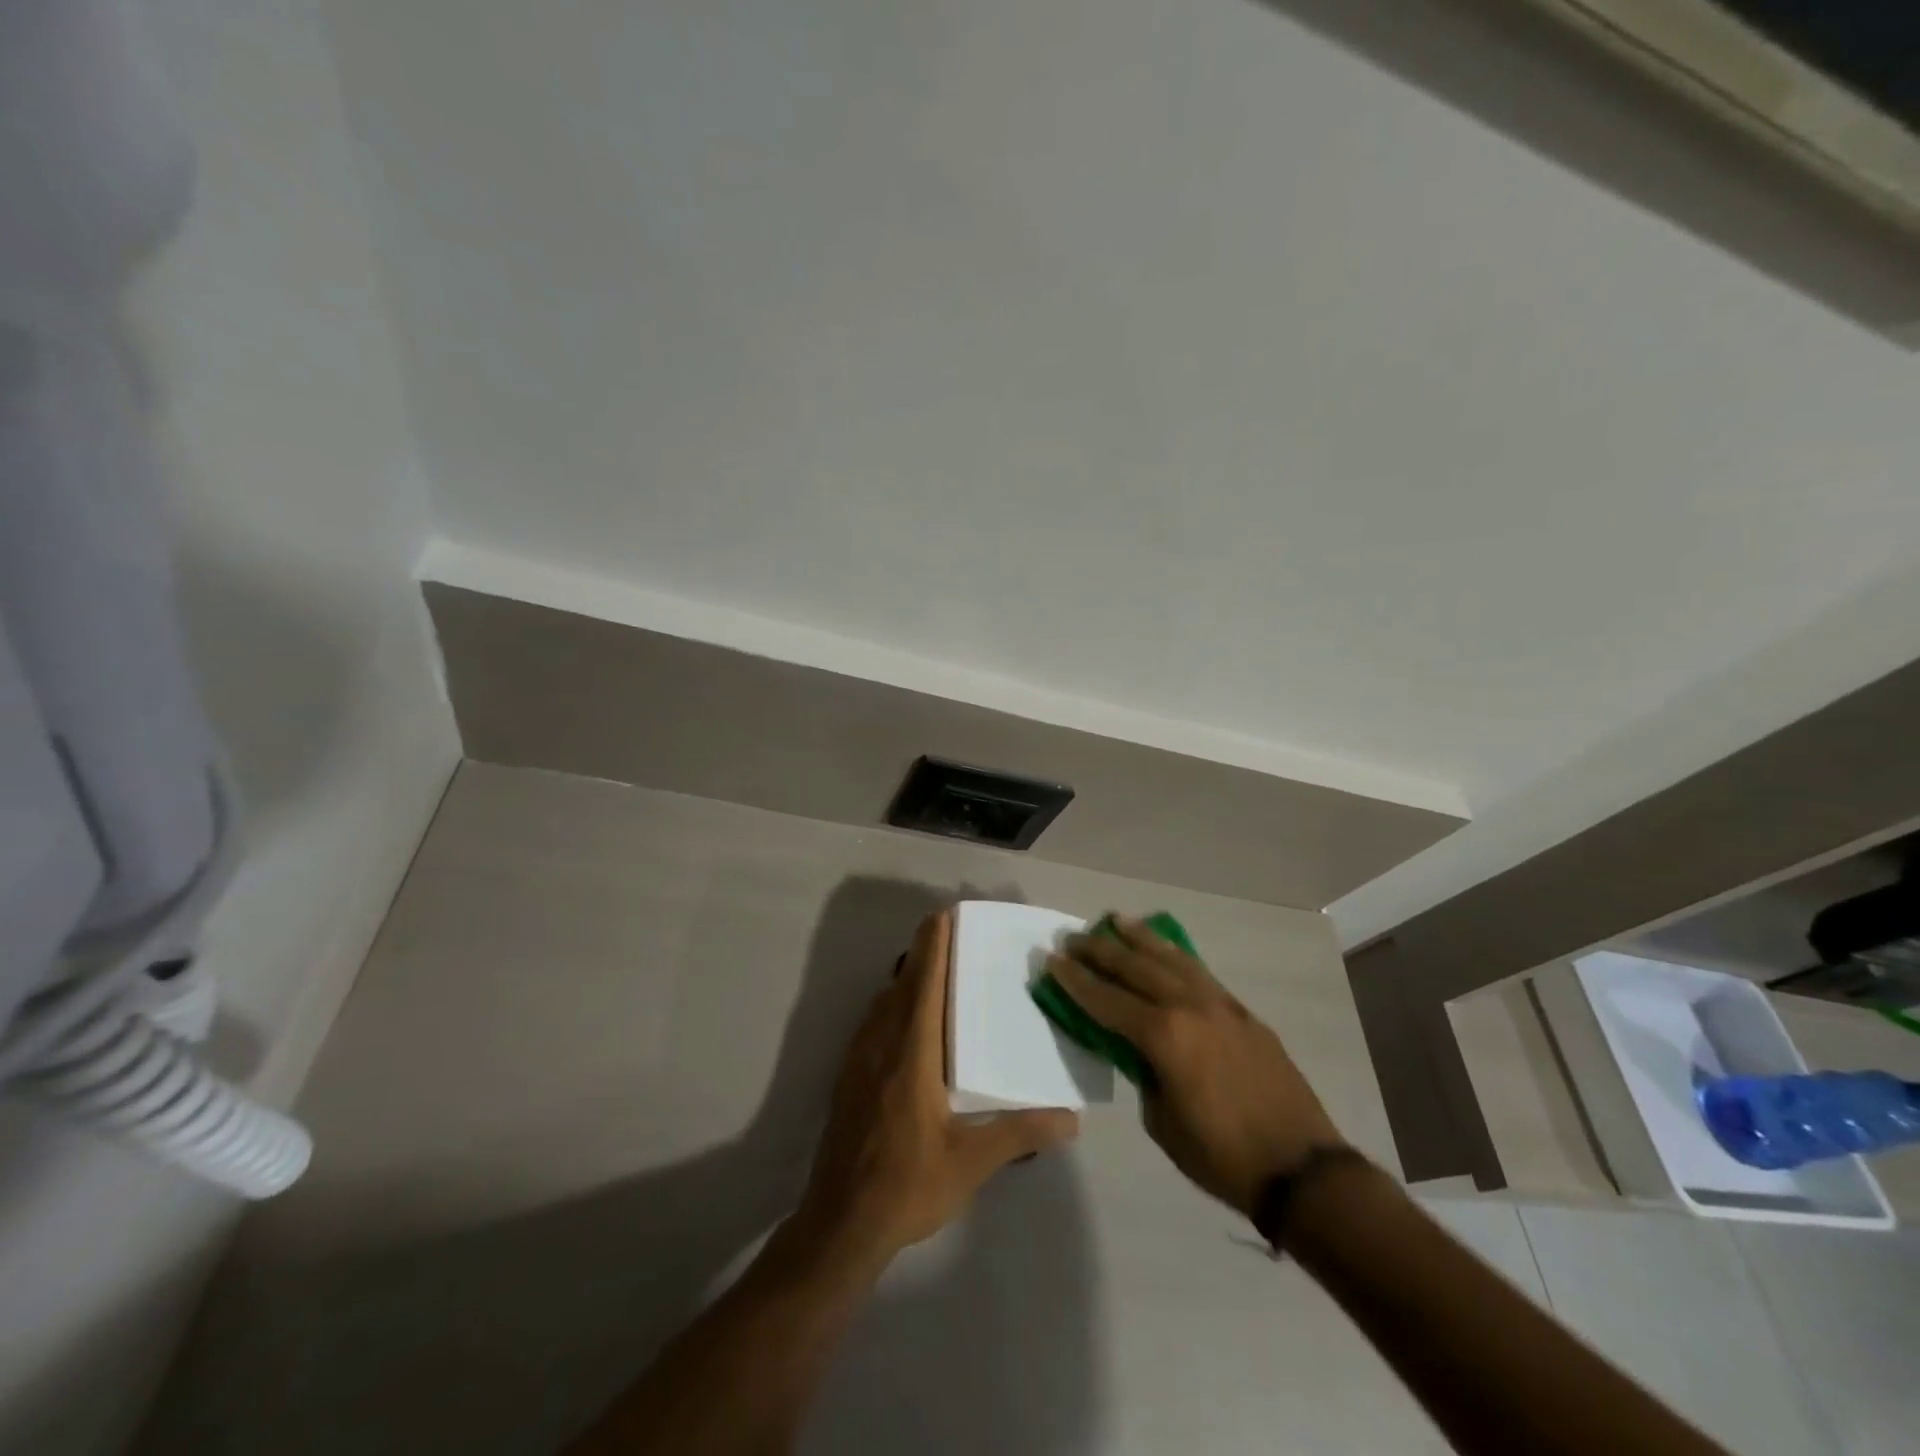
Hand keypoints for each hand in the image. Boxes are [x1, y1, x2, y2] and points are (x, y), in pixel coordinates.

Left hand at [795, 909, 1079, 1266]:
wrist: (840, 1222)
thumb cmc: (907, 1184)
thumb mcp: (971, 1161)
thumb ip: (1020, 1132)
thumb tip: (1072, 1119)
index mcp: (912, 1052)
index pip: (924, 983)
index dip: (934, 946)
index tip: (945, 914)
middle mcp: (882, 1043)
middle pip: (902, 982)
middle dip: (923, 951)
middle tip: (947, 930)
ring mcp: (859, 1058)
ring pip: (883, 1000)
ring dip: (905, 976)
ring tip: (931, 966)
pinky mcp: (848, 1076)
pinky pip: (873, 1021)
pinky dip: (891, 1002)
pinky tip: (905, 1018)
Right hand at [1048, 915, 1344, 1217]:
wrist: (1302, 1169)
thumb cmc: (1222, 1156)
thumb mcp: (1163, 1122)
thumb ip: (1145, 1074)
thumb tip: (1139, 1050)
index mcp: (1164, 1036)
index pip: (1107, 1000)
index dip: (1076, 981)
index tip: (1053, 960)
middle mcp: (1189, 1007)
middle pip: (1136, 968)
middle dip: (1100, 951)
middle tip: (1073, 938)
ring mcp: (1220, 1005)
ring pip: (1171, 959)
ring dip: (1140, 938)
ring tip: (1116, 919)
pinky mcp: (1242, 1012)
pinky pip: (1199, 973)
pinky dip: (1175, 955)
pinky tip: (1165, 949)